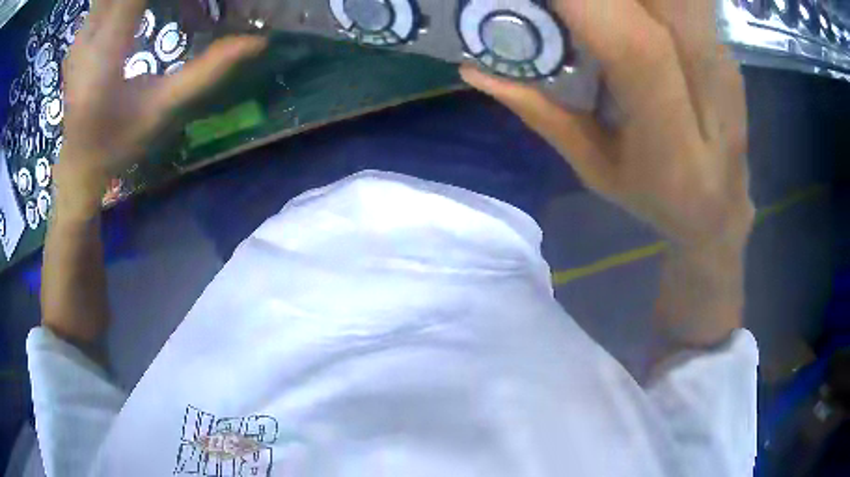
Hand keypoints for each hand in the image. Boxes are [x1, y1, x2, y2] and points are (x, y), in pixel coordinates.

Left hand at [57, 0, 265, 218]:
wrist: (78, 162)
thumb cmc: (118, 142)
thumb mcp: (164, 109)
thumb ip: (206, 70)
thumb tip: (258, 39)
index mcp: (105, 54)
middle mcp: (89, 34)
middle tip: (190, 0)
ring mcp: (82, 32)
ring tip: (169, 5)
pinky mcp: (81, 32)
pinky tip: (146, 7)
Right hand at [461, 0, 753, 252]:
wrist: (720, 209)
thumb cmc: (655, 199)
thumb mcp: (593, 168)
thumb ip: (541, 113)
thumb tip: (475, 69)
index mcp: (675, 144)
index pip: (634, 46)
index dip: (584, 3)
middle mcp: (710, 91)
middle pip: (658, 4)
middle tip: (561, 3)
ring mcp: (723, 62)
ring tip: (591, 9)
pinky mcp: (725, 47)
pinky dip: (644, 0)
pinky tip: (623, 10)